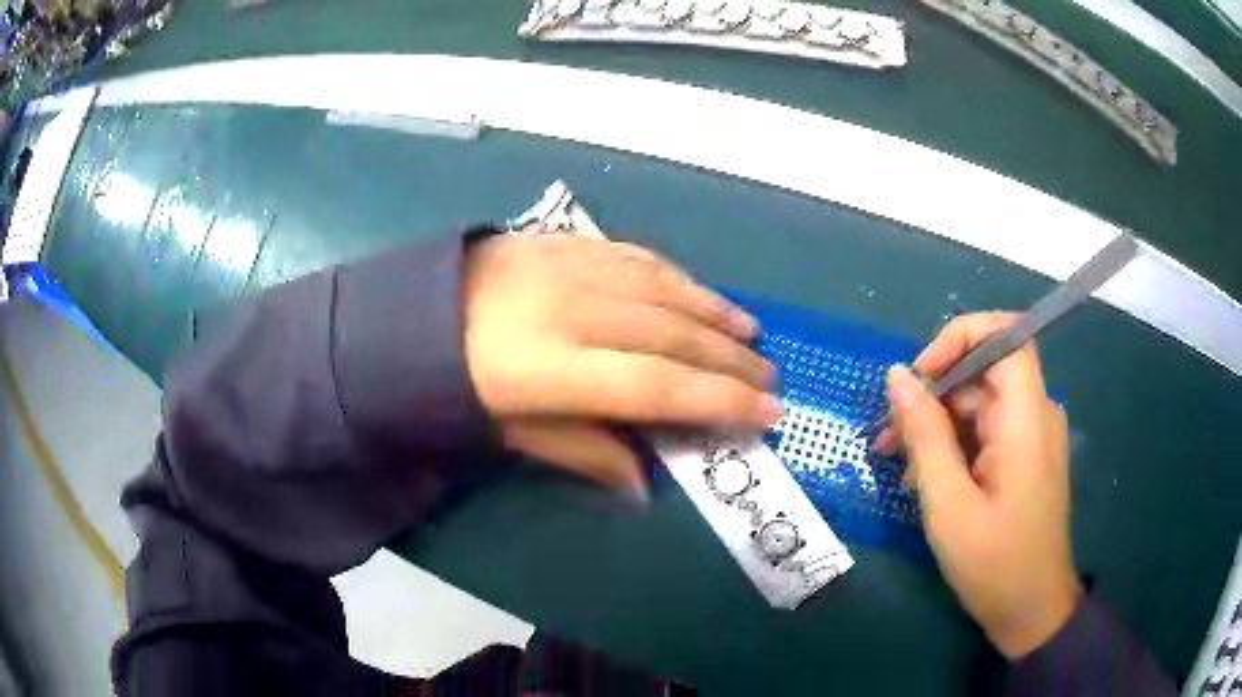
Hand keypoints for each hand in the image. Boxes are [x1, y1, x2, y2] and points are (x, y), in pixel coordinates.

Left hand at [463, 234, 780, 499]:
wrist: (403, 313)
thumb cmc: (449, 385)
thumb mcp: (509, 433)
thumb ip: (583, 452)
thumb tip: (645, 485)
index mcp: (554, 366)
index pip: (660, 386)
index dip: (721, 402)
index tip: (769, 414)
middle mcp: (573, 309)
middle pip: (673, 335)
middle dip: (730, 360)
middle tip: (770, 378)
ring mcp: (569, 266)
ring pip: (663, 288)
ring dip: (713, 312)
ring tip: (749, 333)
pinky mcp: (562, 242)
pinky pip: (634, 256)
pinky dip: (675, 276)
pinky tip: (697, 292)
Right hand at [874, 313, 1081, 658]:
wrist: (1031, 610)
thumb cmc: (994, 563)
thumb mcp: (948, 504)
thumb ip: (925, 435)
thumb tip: (897, 376)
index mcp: (1026, 417)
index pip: (1004, 334)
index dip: (960, 337)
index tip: (920, 375)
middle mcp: (1035, 414)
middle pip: (984, 372)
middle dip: (934, 394)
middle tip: (888, 438)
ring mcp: (1031, 436)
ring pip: (980, 403)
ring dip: (937, 424)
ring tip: (898, 466)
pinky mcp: (1025, 457)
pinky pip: (986, 431)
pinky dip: (953, 445)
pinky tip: (925, 479)